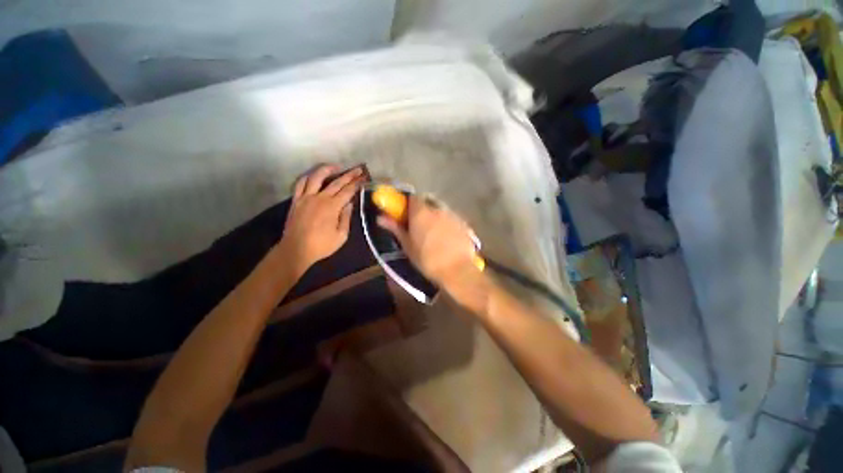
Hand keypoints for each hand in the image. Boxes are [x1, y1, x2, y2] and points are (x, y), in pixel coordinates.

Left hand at [280, 164, 363, 277]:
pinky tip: (314, 175)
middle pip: (336, 182)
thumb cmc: (321, 245)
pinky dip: (308, 176)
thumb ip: (346, 218)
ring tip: (336, 167)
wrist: (296, 249)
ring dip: (327, 169)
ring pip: (316, 177)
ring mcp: (306, 197)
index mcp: (332, 207)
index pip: (348, 191)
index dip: (357, 184)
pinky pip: (300, 183)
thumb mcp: (341, 236)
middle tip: (358, 169)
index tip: (364, 178)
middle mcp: (320, 198)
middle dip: (349, 175)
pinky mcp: (296, 200)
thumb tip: (349, 203)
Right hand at [377, 195, 485, 303]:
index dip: (408, 205)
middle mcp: (437, 209)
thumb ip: (395, 229)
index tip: (406, 215)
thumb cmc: (427, 259)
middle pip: (428, 202)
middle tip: (419, 225)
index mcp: (421, 212)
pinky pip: (452, 219)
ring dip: (436, 217)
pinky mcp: (464, 223)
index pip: (413, 198)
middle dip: (423, 210)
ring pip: (441, 211)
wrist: (457, 270)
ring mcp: (453, 215)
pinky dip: (447, 224)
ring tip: (434, 234)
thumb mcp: (408, 246)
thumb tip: (380, 218)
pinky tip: (448, 239)